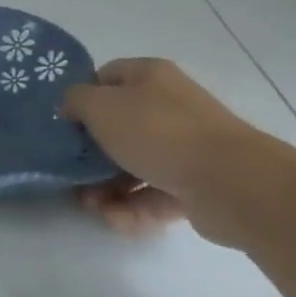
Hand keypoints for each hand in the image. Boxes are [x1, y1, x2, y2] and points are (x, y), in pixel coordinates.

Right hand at [63, 58, 260, 237]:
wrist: (231, 183)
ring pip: (134, 164)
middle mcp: (170, 106)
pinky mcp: (196, 185)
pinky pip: (154, 194)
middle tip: (72, 173)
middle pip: (118, 127)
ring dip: (107, 187)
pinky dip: (133, 208)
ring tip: (92, 206)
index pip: (106, 77)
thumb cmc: (157, 132)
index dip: (82, 98)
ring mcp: (186, 147)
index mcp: (150, 77)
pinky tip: (117, 219)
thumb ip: (75, 101)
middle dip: (91, 155)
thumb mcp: (100, 106)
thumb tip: (72, 109)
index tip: (64, 124)